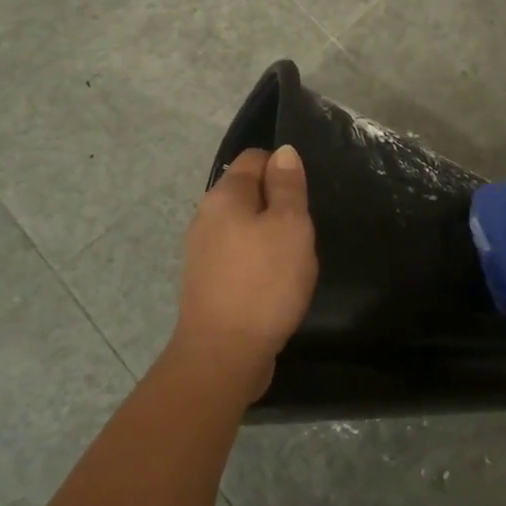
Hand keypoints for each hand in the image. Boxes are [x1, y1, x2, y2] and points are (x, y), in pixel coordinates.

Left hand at [166, 146, 317, 404]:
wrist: (224, 353)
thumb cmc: (265, 282)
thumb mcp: (290, 226)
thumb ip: (288, 186)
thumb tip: (283, 152)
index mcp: (224, 195)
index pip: (254, 158)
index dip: (283, 169)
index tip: (304, 197)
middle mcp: (206, 216)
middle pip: (247, 192)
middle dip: (277, 205)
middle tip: (302, 232)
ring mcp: (201, 250)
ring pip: (243, 225)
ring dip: (268, 235)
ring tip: (291, 260)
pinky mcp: (205, 280)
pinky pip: (236, 254)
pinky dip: (256, 260)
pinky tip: (273, 282)